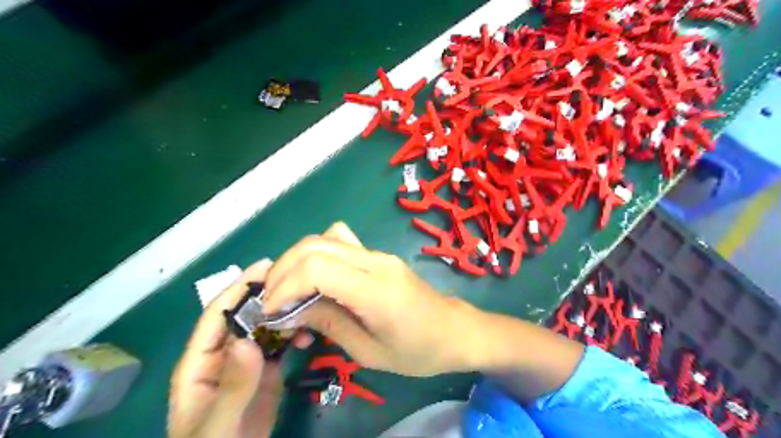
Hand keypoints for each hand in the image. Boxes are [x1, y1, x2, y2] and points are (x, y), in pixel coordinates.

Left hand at [170, 261, 310, 437]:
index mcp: (200, 362)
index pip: (218, 315)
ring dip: (284, 315)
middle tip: (296, 277)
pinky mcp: (266, 372)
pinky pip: (279, 345)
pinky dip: (293, 335)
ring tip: (308, 304)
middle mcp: (224, 355)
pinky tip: (308, 334)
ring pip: (265, 328)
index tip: (265, 266)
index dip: (238, 288)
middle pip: (245, 316)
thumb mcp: (217, 424)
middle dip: (267, 295)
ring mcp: (247, 363)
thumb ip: (231, 385)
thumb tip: (248, 341)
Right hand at [260, 223, 475, 375]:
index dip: (284, 285)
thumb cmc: (417, 350)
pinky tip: (316, 279)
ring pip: (325, 238)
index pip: (316, 267)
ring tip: (288, 289)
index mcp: (374, 288)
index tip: (270, 311)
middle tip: (272, 301)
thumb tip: (290, 311)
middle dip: (283, 269)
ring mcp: (378, 254)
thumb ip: (328, 324)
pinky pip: (340, 242)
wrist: (455, 330)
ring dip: (297, 260)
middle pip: (315, 245)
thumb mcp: (368, 351)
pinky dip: (317, 255)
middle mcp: (375, 261)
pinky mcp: (379, 255)